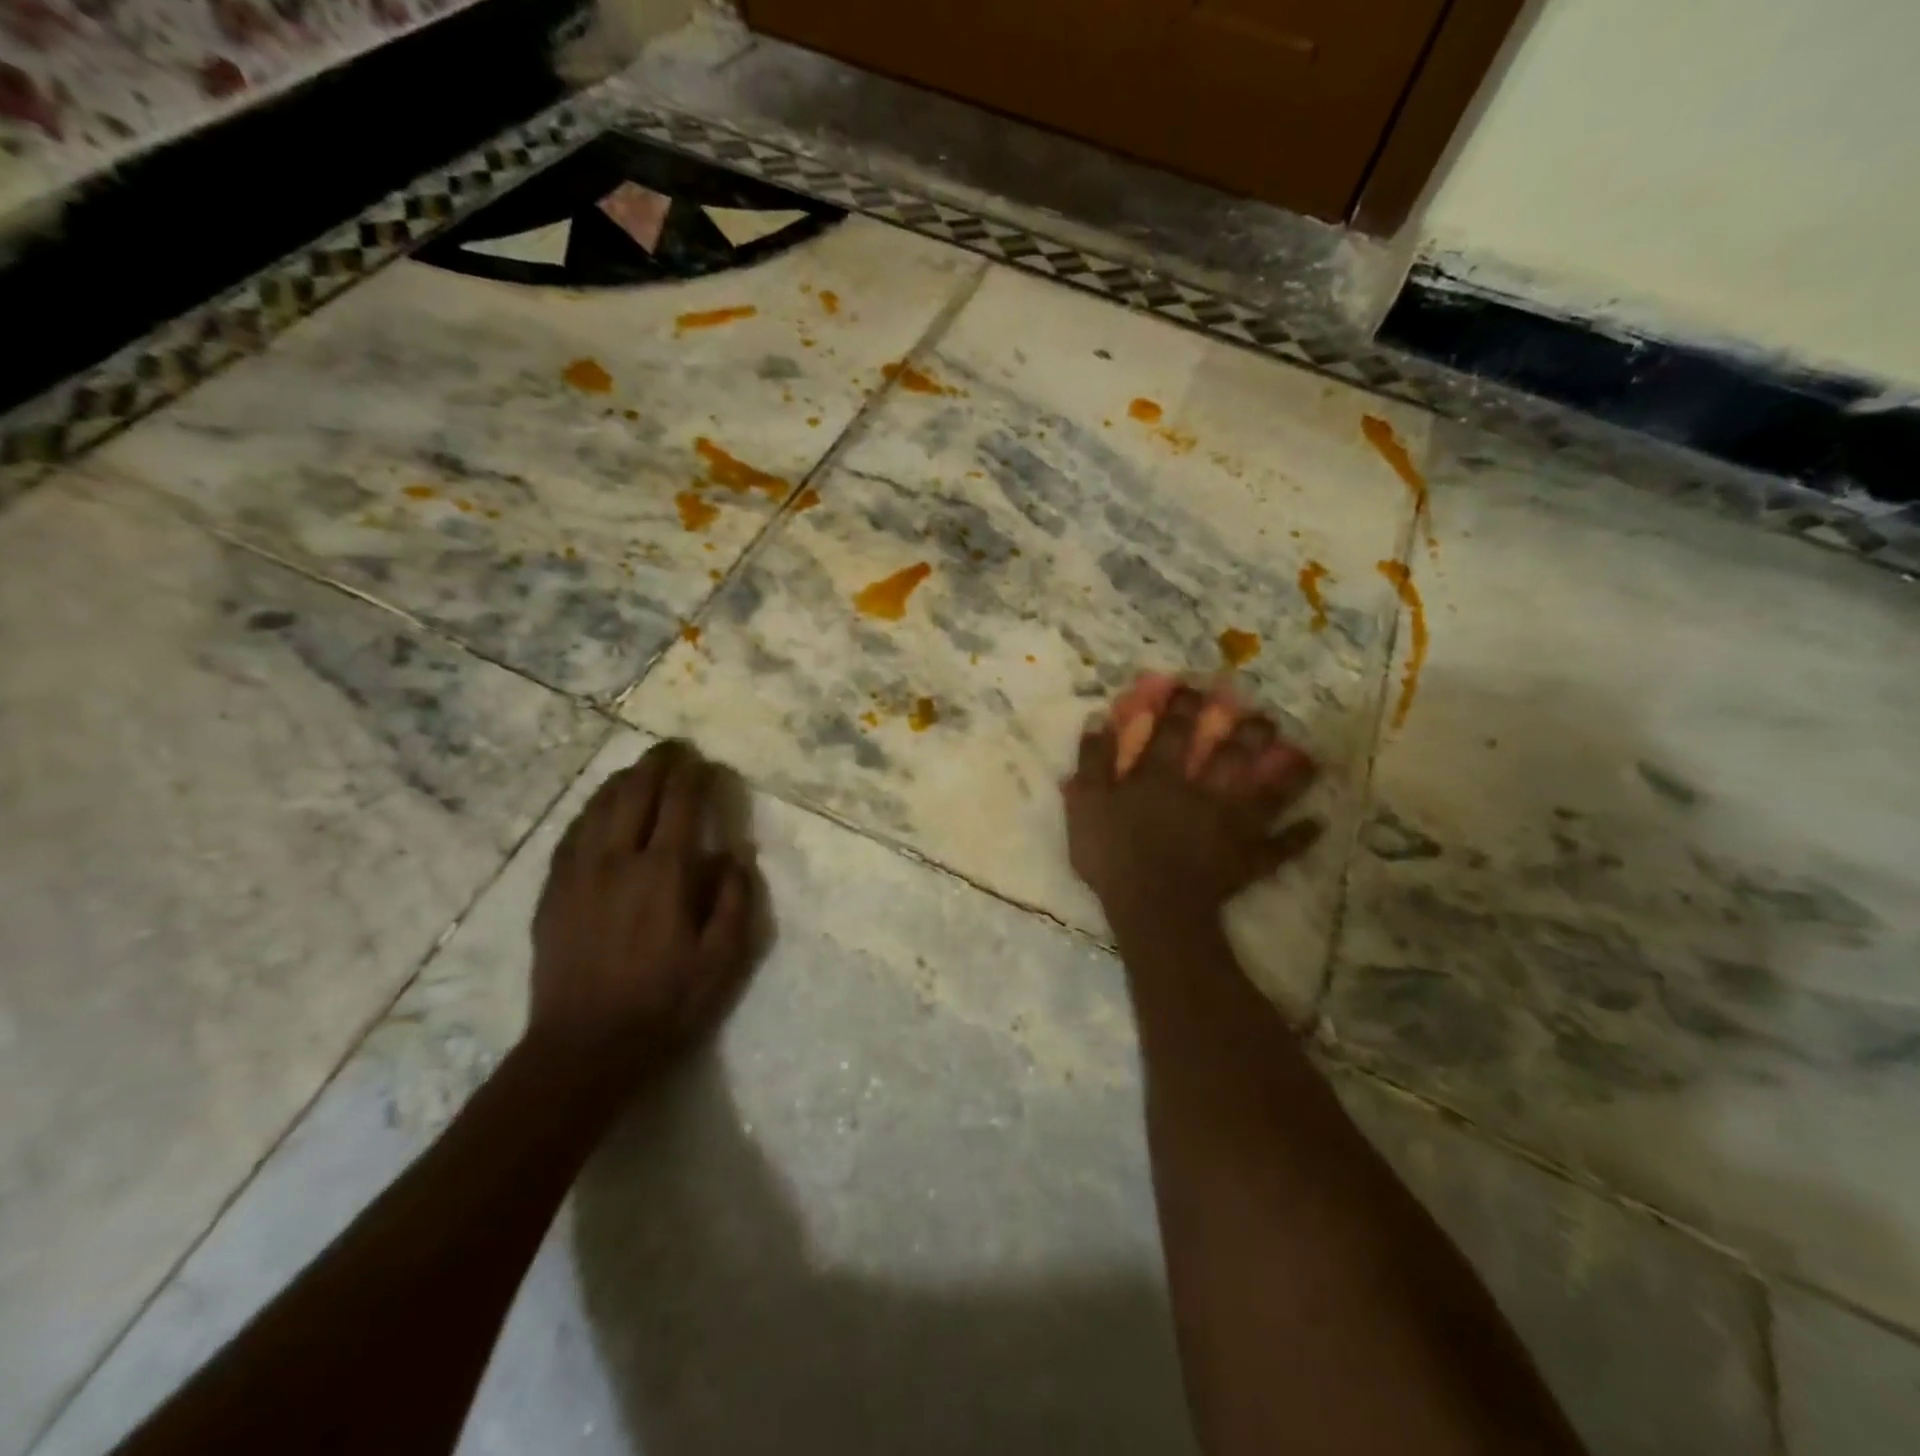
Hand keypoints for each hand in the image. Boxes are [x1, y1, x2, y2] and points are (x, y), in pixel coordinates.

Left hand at [529, 740, 759, 1079]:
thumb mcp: (724, 961)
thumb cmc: (665, 1005)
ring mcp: (577, 873)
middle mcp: (617, 859)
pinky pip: (571, 833)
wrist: (584, 1049)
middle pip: (635, 792)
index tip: (707, 763)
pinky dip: (591, 809)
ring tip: (640, 769)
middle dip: (657, 763)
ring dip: (623, 780)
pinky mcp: (553, 892)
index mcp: (663, 873)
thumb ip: (735, 899)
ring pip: (598, 806)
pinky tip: (599, 809)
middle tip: (674, 749)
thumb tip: (732, 853)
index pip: (681, 803)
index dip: (695, 776)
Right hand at [1063, 677, 1321, 926]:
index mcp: (1162, 776)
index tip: (1194, 686)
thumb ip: (1092, 761)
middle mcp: (1203, 791)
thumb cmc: (1113, 854)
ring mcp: (1231, 825)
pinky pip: (1280, 846)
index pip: (1173, 731)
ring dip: (1287, 774)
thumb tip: (1098, 719)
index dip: (1183, 705)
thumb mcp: (1085, 804)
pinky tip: (1318, 825)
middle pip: (1231, 754)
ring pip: (1266, 793)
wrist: (1152, 905)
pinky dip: (1300, 837)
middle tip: (1264, 714)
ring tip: (1307, 757)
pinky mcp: (1247, 858)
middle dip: (1248, 731)